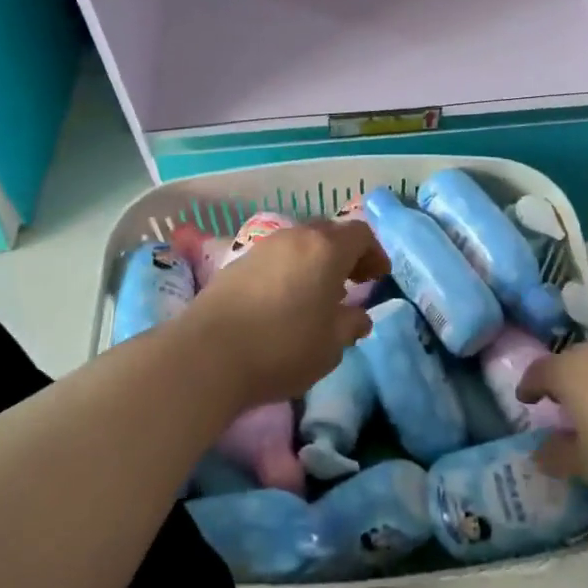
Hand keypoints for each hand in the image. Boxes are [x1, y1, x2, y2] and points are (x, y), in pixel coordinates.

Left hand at [184, 220, 388, 409]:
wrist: (208, 354)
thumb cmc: (283, 347)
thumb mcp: (330, 345)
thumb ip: (350, 325)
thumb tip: (359, 316)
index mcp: (326, 249)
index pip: (360, 234)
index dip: (374, 253)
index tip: (379, 277)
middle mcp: (295, 237)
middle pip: (329, 232)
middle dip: (346, 253)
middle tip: (354, 282)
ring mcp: (263, 247)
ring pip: (300, 242)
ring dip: (316, 261)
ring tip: (319, 293)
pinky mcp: (238, 262)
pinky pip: (276, 256)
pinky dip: (291, 269)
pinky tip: (286, 299)